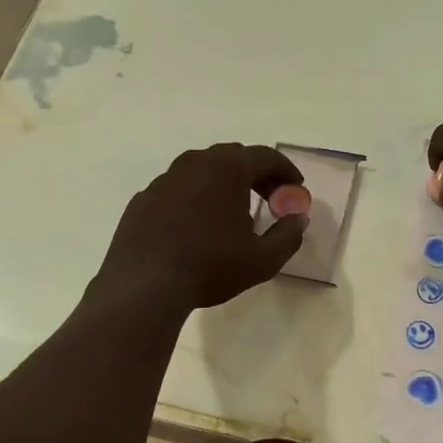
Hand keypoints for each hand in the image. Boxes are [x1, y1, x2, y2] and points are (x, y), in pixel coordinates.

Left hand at [95, 144, 308, 309]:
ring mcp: (165, 179)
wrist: (144, 286)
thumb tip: (298, 219)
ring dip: (224, 184)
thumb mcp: (263, 259)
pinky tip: (197, 226)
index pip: (265, 156)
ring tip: (234, 211)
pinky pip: (178, 189)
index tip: (296, 189)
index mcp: (227, 168)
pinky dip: (195, 198)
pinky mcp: (144, 198)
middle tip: (271, 197)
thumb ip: (288, 235)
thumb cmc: (210, 266)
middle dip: (257, 174)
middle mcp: (195, 163)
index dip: (286, 171)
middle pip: (234, 157)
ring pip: (203, 170)